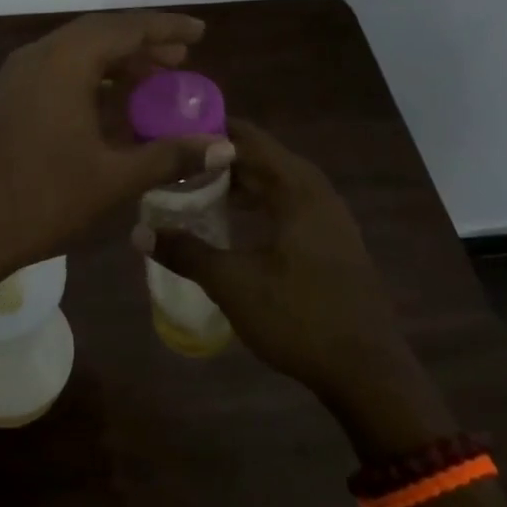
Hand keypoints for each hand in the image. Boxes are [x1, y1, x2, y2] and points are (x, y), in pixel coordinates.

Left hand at [0, 11, 230, 294]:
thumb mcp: (113, 178)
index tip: (199, 32)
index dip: (165, 28)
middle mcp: (38, 56)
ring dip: (116, 59)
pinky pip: (58, 69)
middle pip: (99, 33)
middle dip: (142, 42)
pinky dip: (90, 75)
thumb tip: (225, 147)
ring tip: (154, 78)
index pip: (124, 28)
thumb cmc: (43, 199)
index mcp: (64, 62)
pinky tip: (111, 101)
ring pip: (76, 50)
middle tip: (181, 57)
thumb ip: (170, 155)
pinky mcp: (8, 95)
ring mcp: (17, 75)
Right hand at [135, 118, 452, 452]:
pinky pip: (288, 205)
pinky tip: (233, 222)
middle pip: (262, 159)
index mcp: (297, 191)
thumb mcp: (233, 284)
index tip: (172, 132)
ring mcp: (329, 219)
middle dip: (219, 158)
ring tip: (195, 188)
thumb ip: (186, 252)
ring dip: (239, 183)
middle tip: (175, 161)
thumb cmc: (299, 318)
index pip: (250, 139)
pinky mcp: (332, 243)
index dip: (210, 131)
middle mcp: (317, 194)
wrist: (368, 374)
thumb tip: (138, 232)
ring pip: (276, 184)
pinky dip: (258, 204)